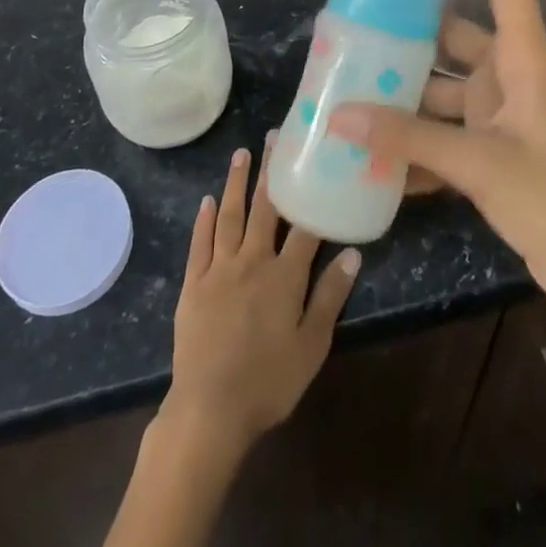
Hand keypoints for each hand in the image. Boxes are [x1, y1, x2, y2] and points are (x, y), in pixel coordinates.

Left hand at [161, 137, 360, 459]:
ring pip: (230, 216)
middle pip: (265, 208)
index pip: (304, 226)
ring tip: (242, 153)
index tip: (316, 160)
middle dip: (271, 171)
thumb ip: (330, 296)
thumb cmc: (268, 382)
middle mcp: (252, 260)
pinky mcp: (193, 283)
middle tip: (274, 136)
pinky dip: (204, 219)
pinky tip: (208, 199)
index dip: (311, 193)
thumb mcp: (311, 346)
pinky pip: (200, 242)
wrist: (209, 410)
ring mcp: (219, 269)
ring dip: (237, 183)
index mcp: (284, 275)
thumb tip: (352, 252)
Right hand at [328, 0, 545, 312]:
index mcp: (522, 57)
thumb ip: (411, 138)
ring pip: (442, 85)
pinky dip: (415, 139)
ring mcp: (501, 111)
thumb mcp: (481, 164)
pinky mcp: (492, 146)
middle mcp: (509, 73)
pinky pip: (445, 130)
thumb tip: (341, 116)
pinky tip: (374, 153)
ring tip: (351, 84)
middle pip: (454, 33)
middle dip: (409, 28)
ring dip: (405, 90)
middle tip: (357, 18)